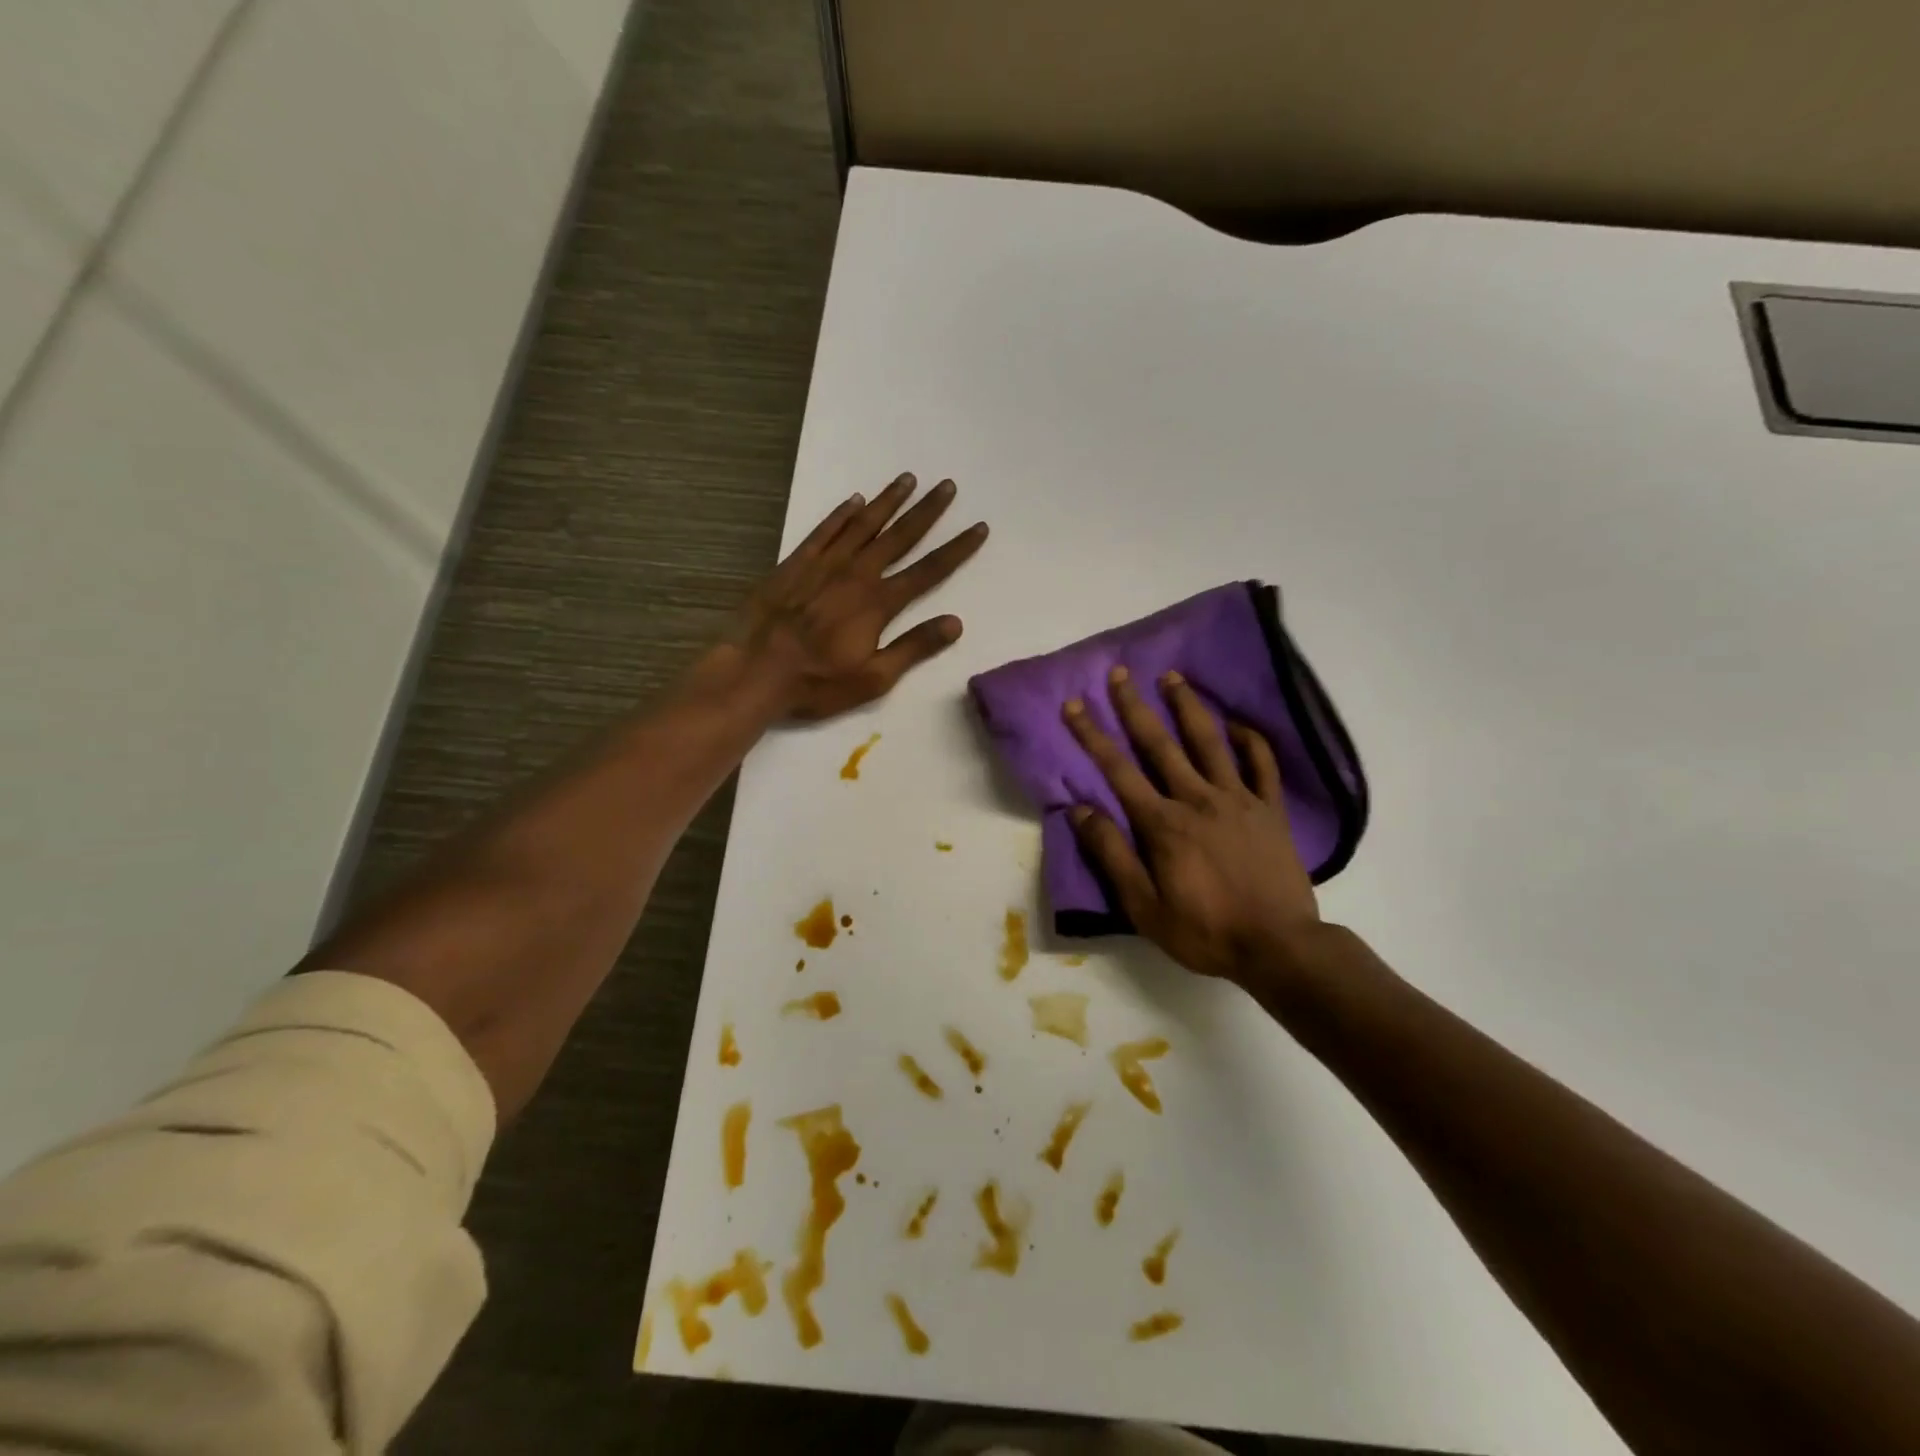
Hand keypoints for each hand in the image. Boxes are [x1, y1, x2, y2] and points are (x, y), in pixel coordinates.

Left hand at [729, 474, 987, 720]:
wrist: (755, 670)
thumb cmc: (818, 682)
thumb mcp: (874, 678)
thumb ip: (914, 647)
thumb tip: (955, 623)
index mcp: (878, 603)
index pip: (928, 571)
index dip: (956, 549)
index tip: (978, 527)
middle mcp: (856, 574)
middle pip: (899, 537)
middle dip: (927, 512)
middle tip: (947, 486)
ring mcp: (824, 565)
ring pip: (863, 525)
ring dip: (888, 502)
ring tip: (908, 479)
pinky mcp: (795, 564)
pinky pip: (824, 531)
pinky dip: (840, 514)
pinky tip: (854, 500)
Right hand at [1064, 668, 1324, 986]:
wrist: (1280, 946)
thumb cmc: (1206, 931)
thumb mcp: (1144, 907)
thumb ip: (1112, 856)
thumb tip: (1081, 811)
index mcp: (1162, 824)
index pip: (1118, 770)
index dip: (1092, 735)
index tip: (1074, 704)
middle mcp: (1197, 799)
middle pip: (1159, 744)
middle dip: (1135, 707)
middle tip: (1120, 673)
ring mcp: (1238, 799)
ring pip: (1209, 742)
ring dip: (1188, 707)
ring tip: (1173, 677)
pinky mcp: (1270, 809)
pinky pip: (1261, 764)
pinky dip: (1249, 740)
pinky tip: (1236, 724)